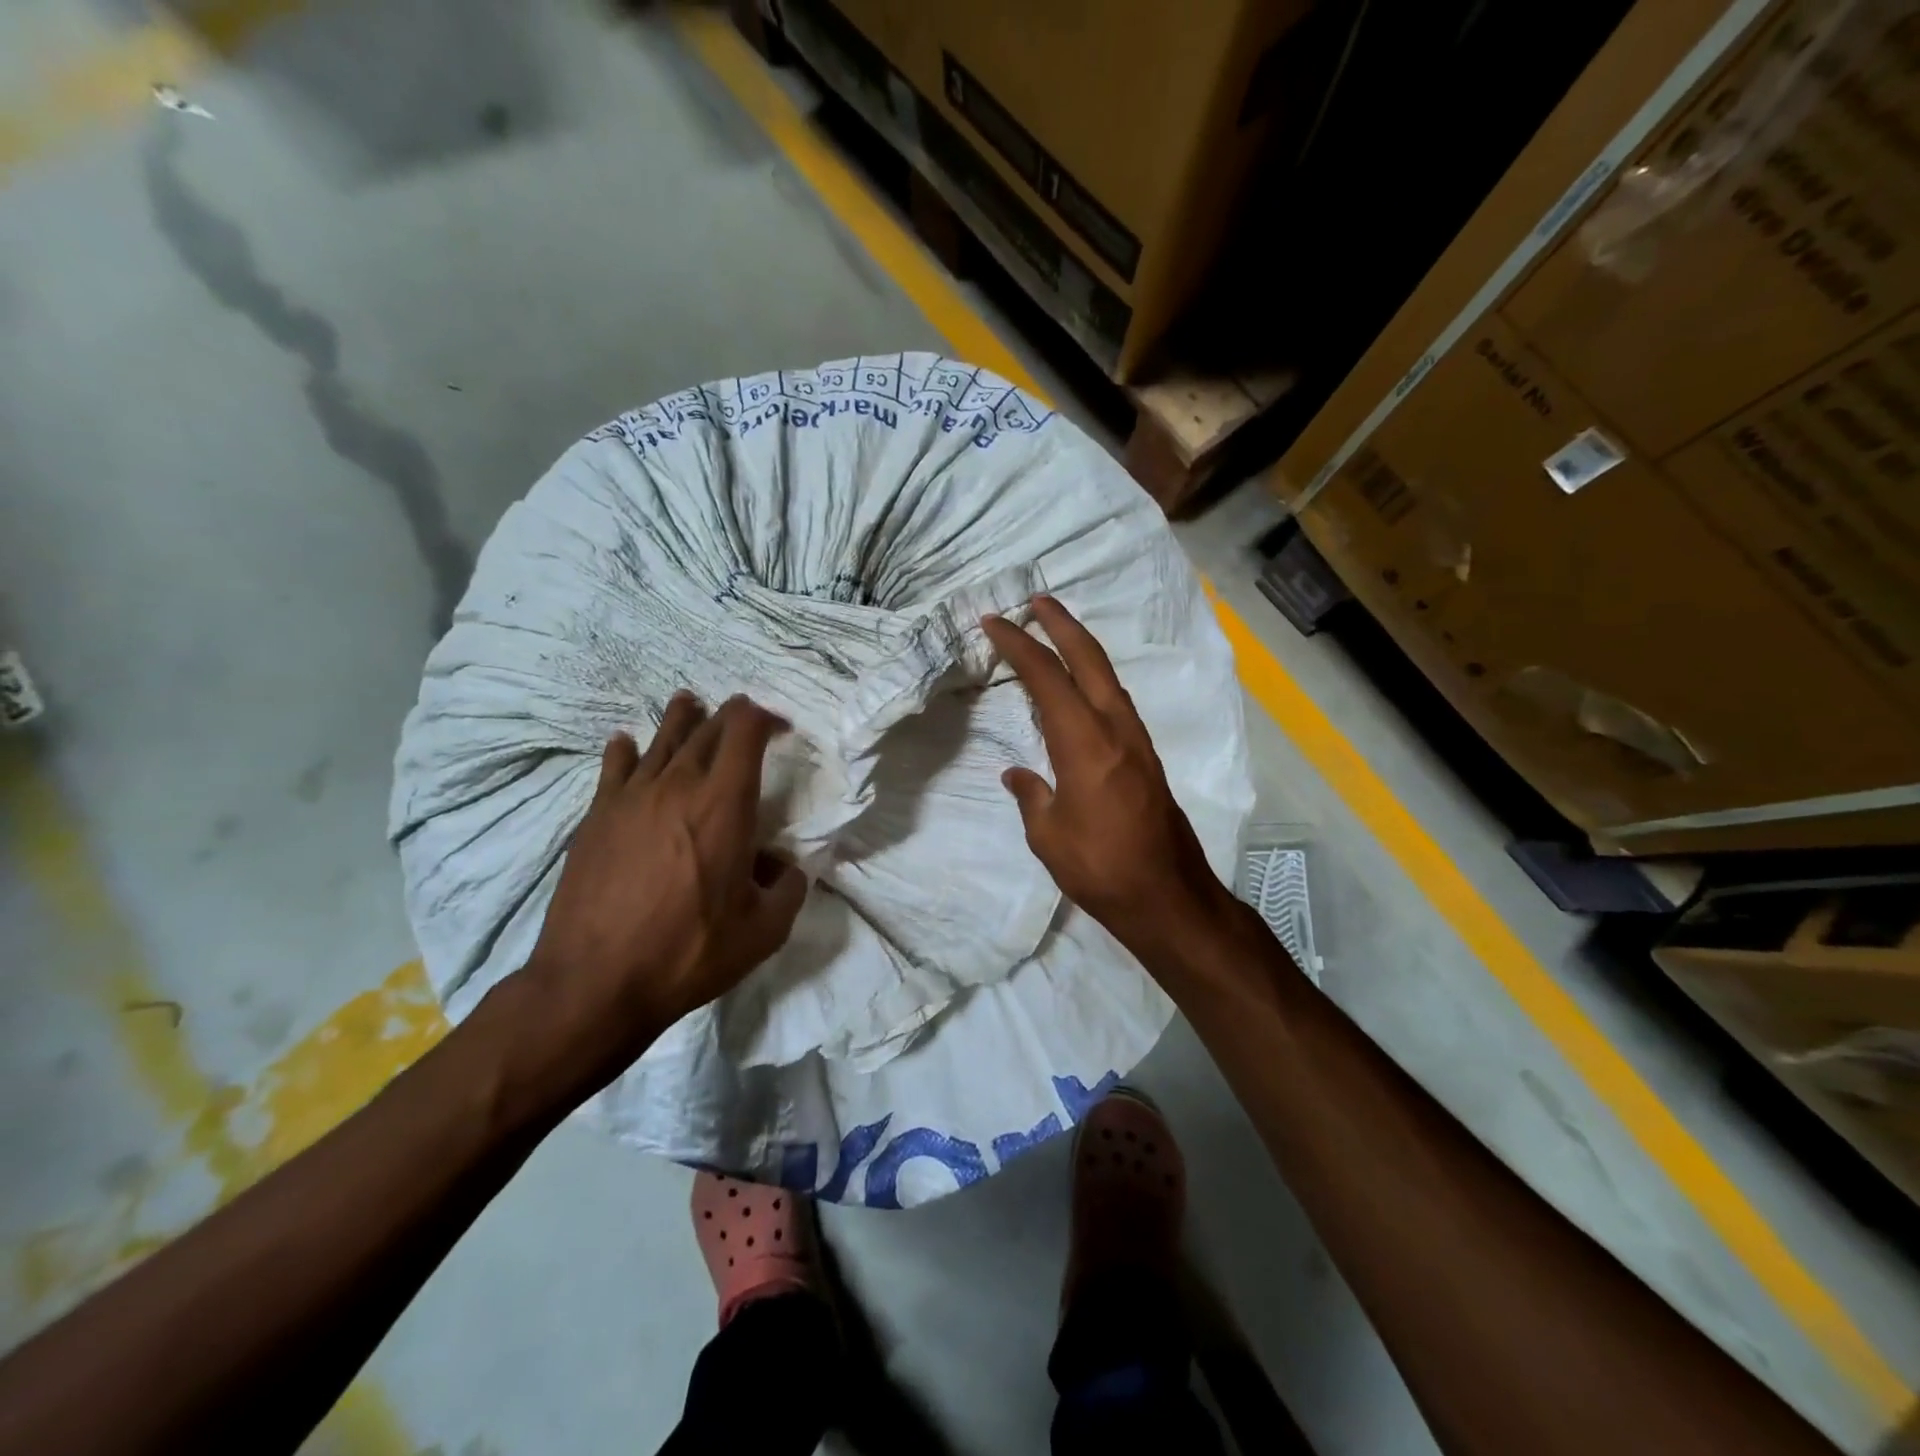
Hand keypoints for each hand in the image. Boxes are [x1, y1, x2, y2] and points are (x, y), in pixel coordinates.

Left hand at [521, 693, 807, 1098]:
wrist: (595, 981)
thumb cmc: (689, 952)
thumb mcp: (764, 931)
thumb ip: (788, 889)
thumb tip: (785, 867)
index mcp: (725, 803)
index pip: (745, 730)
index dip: (766, 717)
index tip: (780, 727)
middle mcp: (678, 785)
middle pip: (706, 728)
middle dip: (730, 716)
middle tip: (744, 719)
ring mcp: (631, 797)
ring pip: (660, 739)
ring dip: (682, 719)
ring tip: (689, 704)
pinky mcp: (596, 816)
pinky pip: (614, 767)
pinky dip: (626, 750)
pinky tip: (626, 744)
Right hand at [981, 597, 1232, 961]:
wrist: (1167, 895)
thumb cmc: (1100, 867)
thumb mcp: (1048, 835)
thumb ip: (1032, 795)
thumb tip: (1019, 774)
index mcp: (1084, 741)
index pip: (1046, 676)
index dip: (1018, 645)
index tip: (994, 622)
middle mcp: (1114, 728)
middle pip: (1088, 658)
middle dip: (1061, 624)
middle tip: (1036, 601)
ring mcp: (1136, 740)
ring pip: (1108, 676)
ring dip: (1082, 647)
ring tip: (1057, 632)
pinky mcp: (1146, 756)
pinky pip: (1116, 700)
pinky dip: (1095, 678)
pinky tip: (1083, 687)